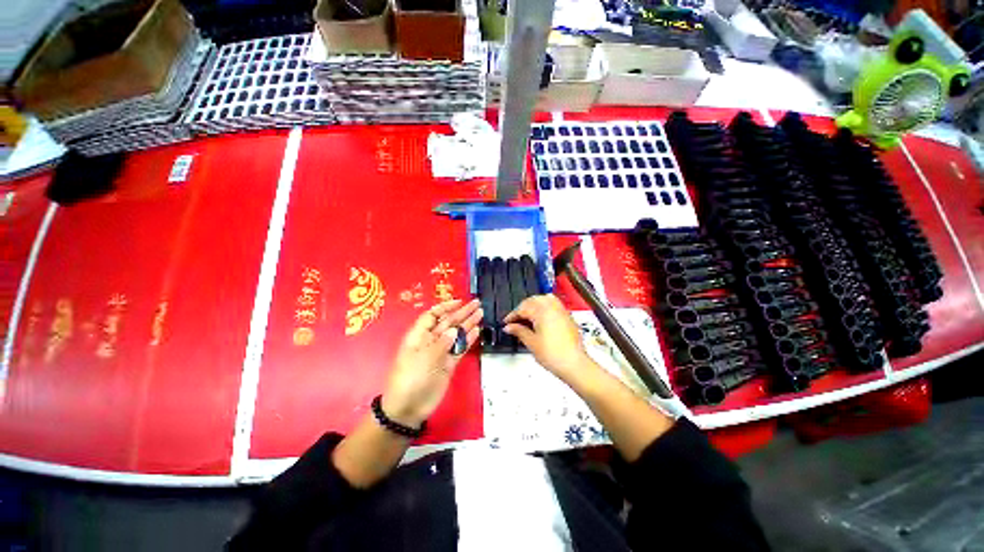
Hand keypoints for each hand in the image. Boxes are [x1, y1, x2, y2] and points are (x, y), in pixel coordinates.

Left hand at [381, 299, 481, 427]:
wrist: (408, 408)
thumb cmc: (411, 378)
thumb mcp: (424, 358)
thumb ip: (441, 343)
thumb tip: (454, 330)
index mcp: (419, 335)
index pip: (433, 315)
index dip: (445, 307)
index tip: (460, 302)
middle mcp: (431, 340)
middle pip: (448, 322)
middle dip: (462, 313)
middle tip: (477, 304)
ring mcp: (441, 352)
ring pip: (456, 334)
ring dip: (468, 324)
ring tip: (481, 314)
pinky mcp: (448, 364)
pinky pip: (460, 348)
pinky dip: (468, 340)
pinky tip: (477, 331)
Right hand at [503, 294, 595, 382]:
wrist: (574, 364)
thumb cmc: (556, 355)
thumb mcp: (531, 343)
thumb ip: (519, 331)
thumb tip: (510, 327)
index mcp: (542, 311)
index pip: (522, 308)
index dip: (512, 315)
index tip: (507, 322)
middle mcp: (553, 307)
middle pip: (532, 301)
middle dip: (522, 308)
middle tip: (515, 319)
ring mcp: (561, 311)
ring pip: (544, 299)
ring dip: (533, 305)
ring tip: (527, 316)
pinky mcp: (567, 316)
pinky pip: (554, 304)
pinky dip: (545, 306)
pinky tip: (541, 315)